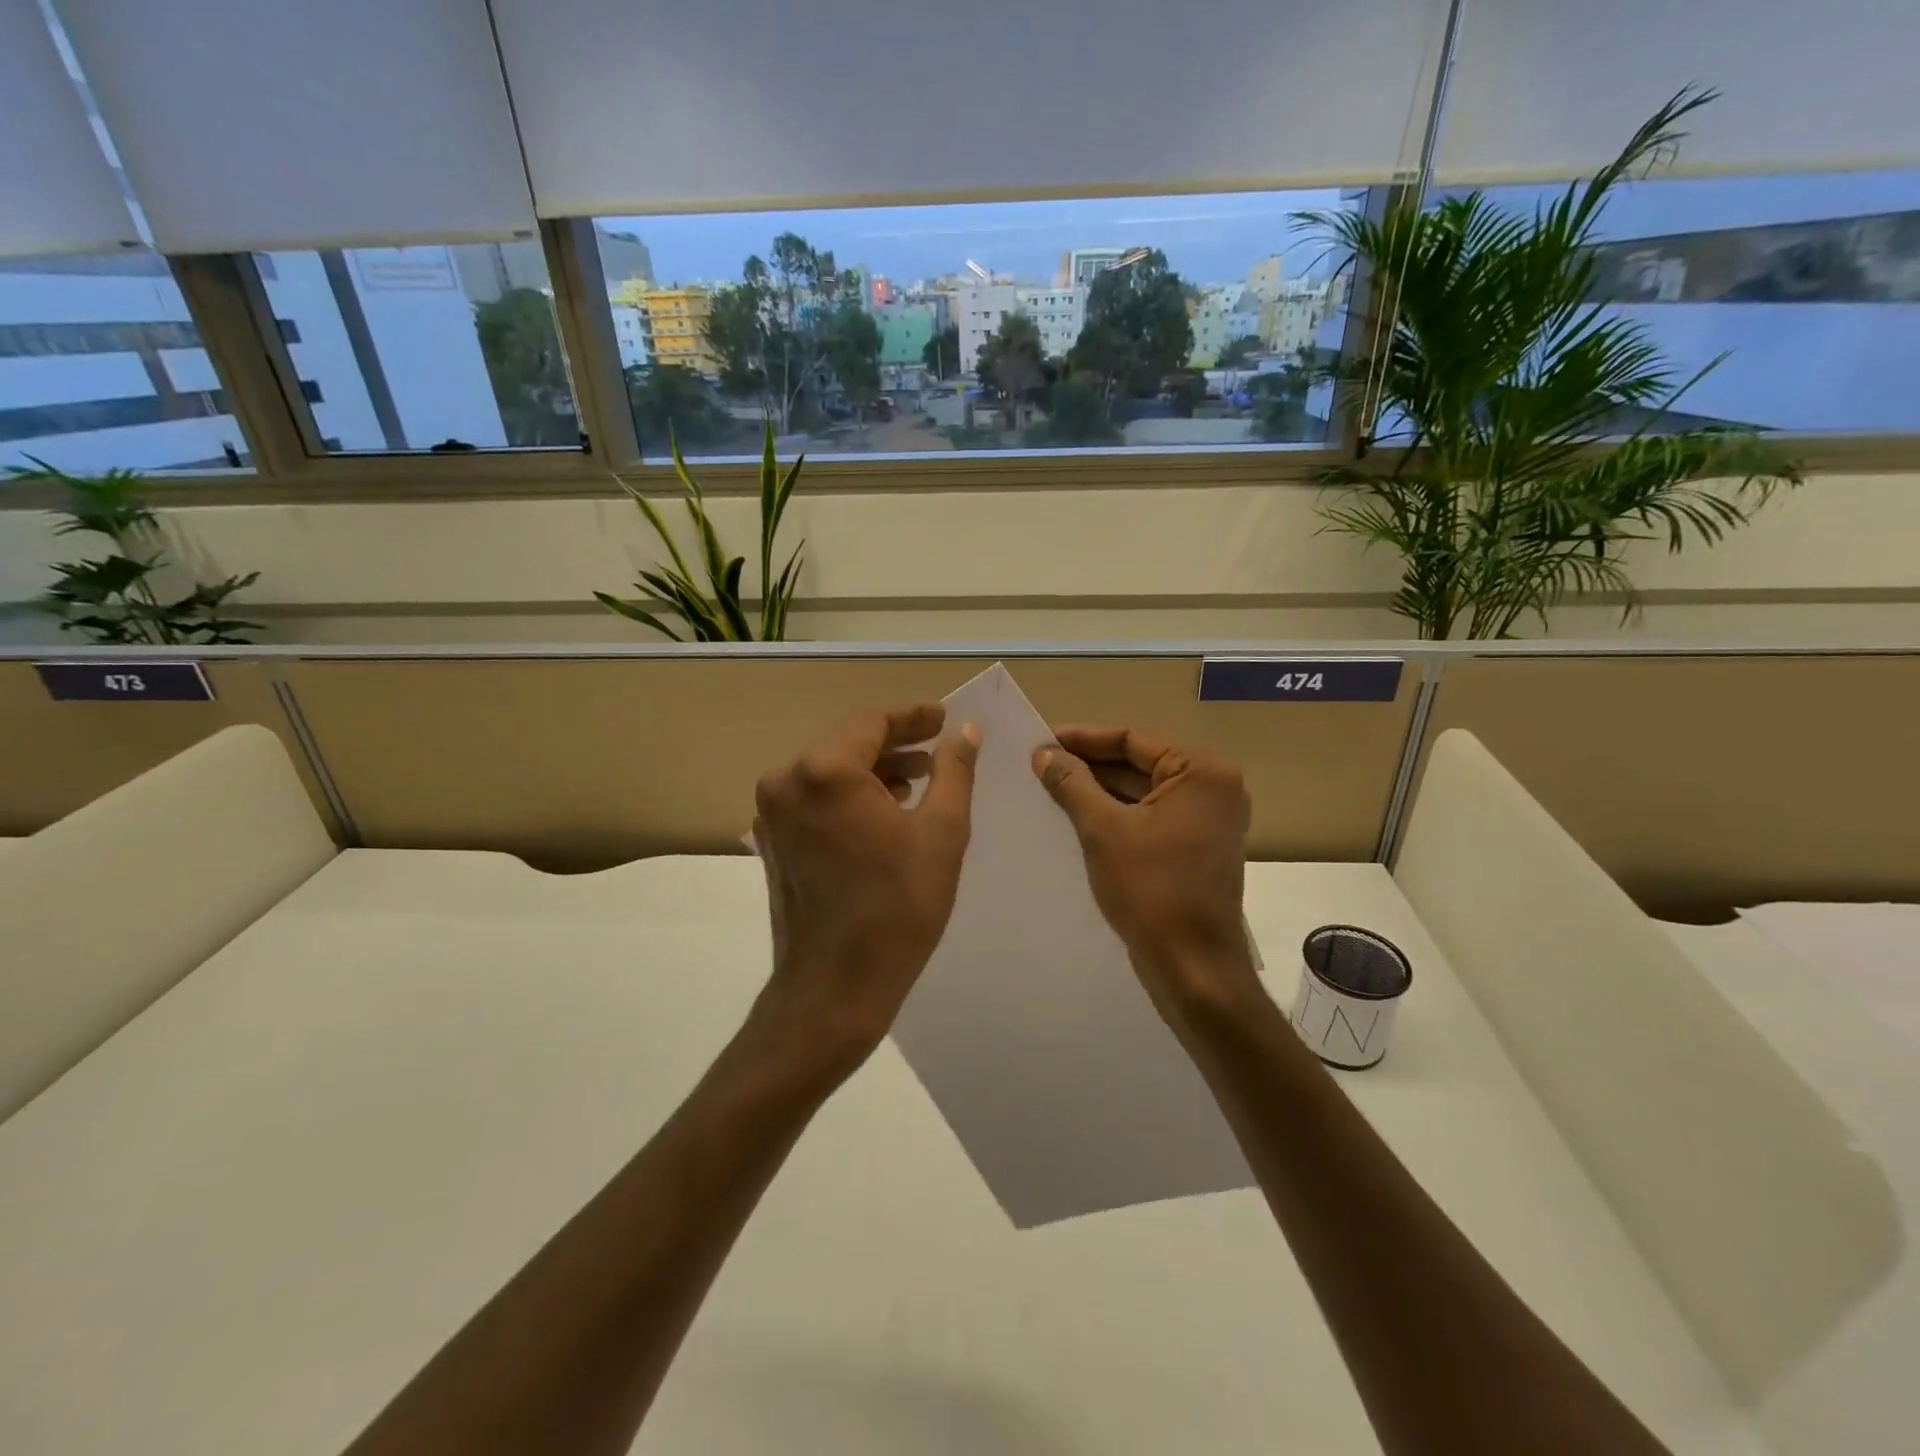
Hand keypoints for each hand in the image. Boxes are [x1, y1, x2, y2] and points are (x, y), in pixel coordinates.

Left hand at [752, 703, 980, 1067]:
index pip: (872, 722)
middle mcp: (786, 780)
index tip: (944, 717)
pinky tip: (886, 808)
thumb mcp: (942, 833)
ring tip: (920, 778)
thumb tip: (965, 732)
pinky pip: (816, 798)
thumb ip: (954, 771)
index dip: (913, 716)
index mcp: (824, 771)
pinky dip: (850, 794)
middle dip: (896, 742)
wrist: (835, 988)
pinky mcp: (772, 839)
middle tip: (939, 746)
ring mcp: (772, 812)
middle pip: (848, 742)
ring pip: (830, 770)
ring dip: (874, 769)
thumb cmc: (897, 909)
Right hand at [1033, 725, 1261, 1023]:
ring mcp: (1207, 819)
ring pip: (1142, 792)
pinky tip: (1076, 816)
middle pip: (1139, 763)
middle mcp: (1212, 788)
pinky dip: (1116, 814)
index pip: (1133, 740)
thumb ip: (1072, 783)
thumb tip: (1043, 752)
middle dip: (1089, 765)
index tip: (1041, 740)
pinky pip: (1150, 816)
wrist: (1191, 966)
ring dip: (1099, 790)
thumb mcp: (1103, 829)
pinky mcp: (1196, 846)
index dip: (1083, 738)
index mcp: (1202, 772)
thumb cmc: (1150, 889)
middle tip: (1040, 764)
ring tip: (1050, 787)